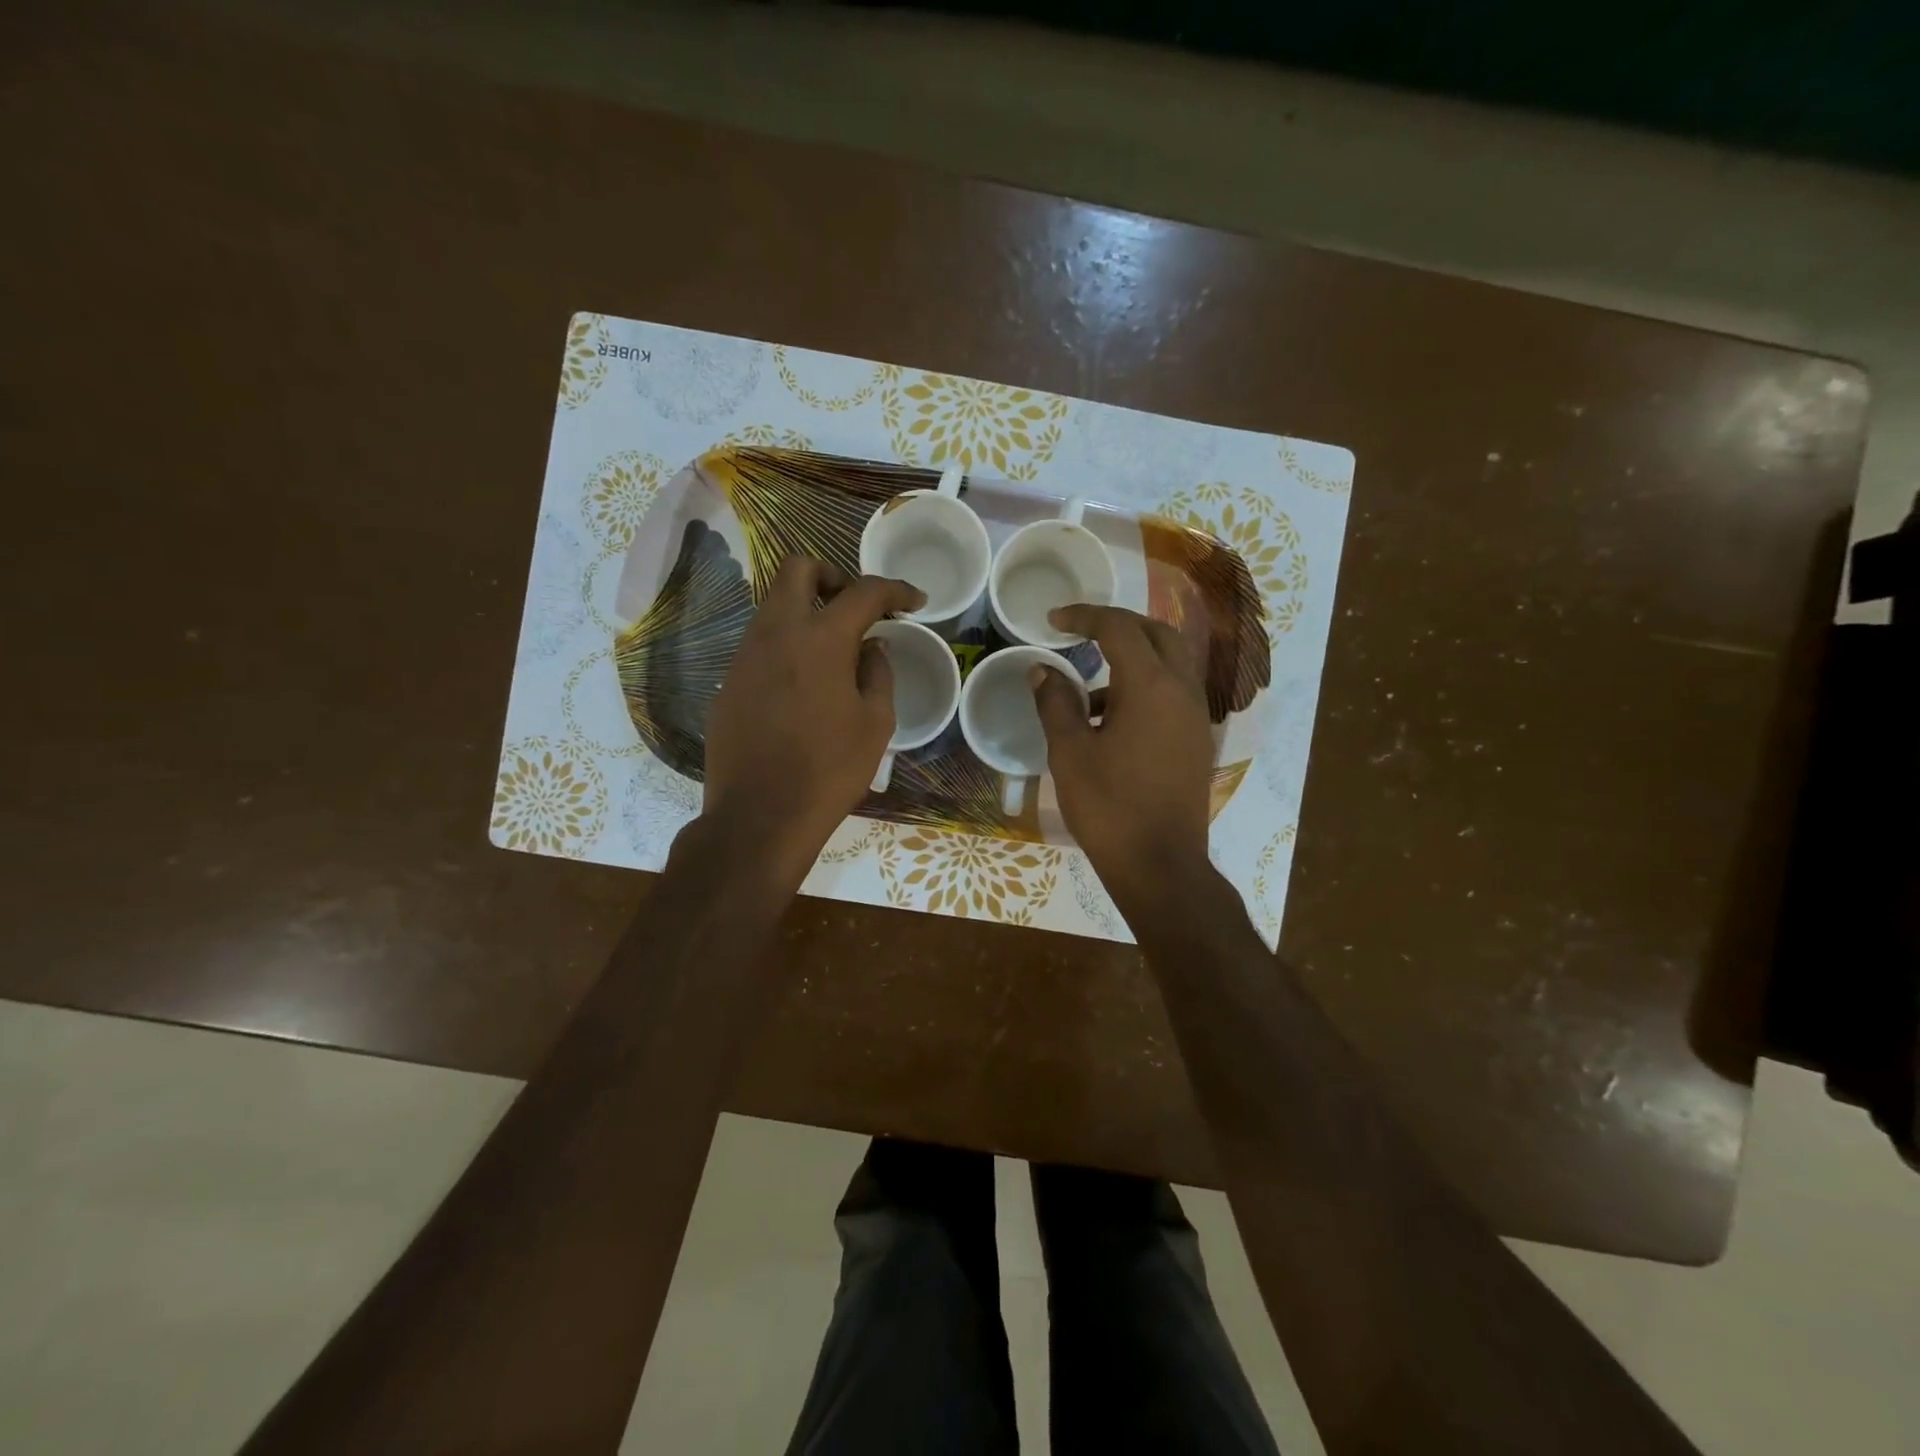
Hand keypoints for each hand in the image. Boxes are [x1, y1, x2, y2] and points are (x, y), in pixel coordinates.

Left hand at [702, 557, 923, 889]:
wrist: (760, 816)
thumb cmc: (830, 770)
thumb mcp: (875, 723)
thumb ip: (877, 672)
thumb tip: (871, 646)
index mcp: (820, 638)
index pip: (863, 592)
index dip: (895, 590)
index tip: (914, 602)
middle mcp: (776, 633)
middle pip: (798, 570)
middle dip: (833, 577)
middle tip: (856, 609)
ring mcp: (745, 655)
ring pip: (773, 606)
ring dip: (806, 610)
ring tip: (834, 650)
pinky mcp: (729, 682)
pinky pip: (760, 643)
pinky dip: (787, 644)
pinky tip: (803, 684)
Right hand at [1030, 604, 1215, 913]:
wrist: (1160, 864)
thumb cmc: (1109, 806)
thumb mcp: (1070, 752)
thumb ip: (1056, 703)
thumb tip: (1042, 670)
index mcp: (1150, 685)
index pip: (1119, 627)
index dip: (1084, 616)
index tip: (1053, 620)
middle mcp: (1181, 690)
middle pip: (1157, 634)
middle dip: (1119, 625)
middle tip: (1082, 634)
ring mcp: (1195, 716)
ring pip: (1170, 663)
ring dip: (1132, 659)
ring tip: (1087, 691)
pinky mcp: (1196, 740)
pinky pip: (1173, 693)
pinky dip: (1144, 688)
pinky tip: (1109, 724)